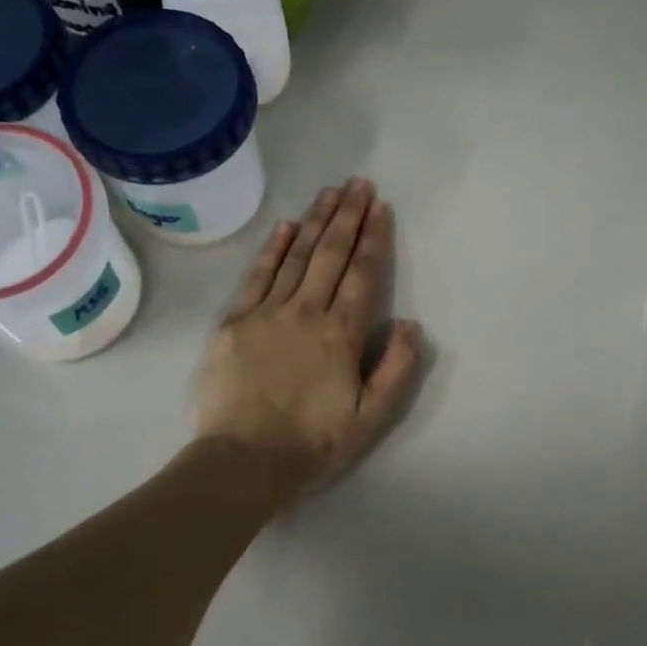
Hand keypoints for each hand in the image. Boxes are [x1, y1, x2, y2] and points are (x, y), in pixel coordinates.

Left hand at [196, 178, 423, 493]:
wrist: (243, 461)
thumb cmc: (313, 444)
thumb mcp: (371, 419)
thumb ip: (397, 370)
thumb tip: (411, 324)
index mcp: (341, 334)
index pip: (363, 275)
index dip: (374, 239)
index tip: (380, 207)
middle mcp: (306, 312)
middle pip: (331, 255)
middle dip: (348, 217)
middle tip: (358, 184)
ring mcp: (267, 313)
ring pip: (297, 257)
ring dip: (316, 222)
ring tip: (330, 192)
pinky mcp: (235, 322)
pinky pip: (258, 276)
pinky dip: (274, 248)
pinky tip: (286, 226)